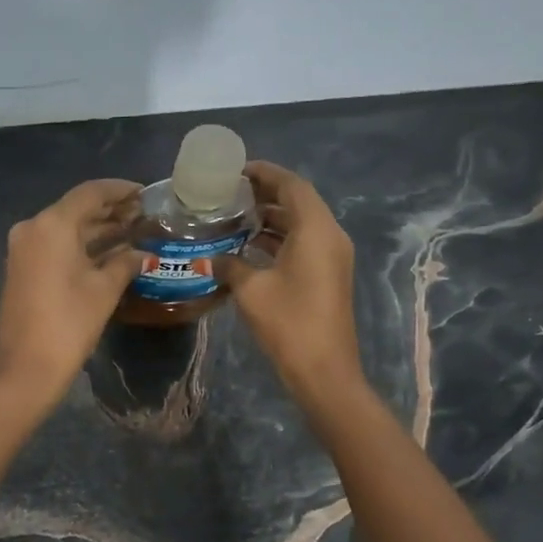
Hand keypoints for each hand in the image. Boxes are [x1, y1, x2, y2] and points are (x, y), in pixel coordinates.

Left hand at [0, 179, 143, 415]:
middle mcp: (33, 228)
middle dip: (110, 211)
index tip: (145, 193)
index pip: (90, 193)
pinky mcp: (21, 269)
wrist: (25, 369)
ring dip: (96, 230)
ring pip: (65, 229)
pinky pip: (55, 246)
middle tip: (143, 216)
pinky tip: (108, 254)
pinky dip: (80, 246)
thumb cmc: (69, 324)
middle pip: (76, 209)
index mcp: (52, 224)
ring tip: (132, 233)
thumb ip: (125, 264)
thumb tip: (143, 254)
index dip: (119, 190)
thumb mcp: (104, 291)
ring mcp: (23, 249)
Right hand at [216, 161, 363, 408]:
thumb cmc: (288, 323)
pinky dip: (279, 239)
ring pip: (301, 224)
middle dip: (266, 194)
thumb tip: (209, 257)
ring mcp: (332, 257)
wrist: (323, 371)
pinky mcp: (328, 276)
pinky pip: (304, 243)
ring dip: (272, 218)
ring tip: (235, 216)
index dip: (265, 173)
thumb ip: (229, 265)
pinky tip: (249, 247)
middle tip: (230, 193)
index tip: (236, 171)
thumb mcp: (250, 290)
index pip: (292, 185)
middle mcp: (330, 236)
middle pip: (299, 201)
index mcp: (316, 229)